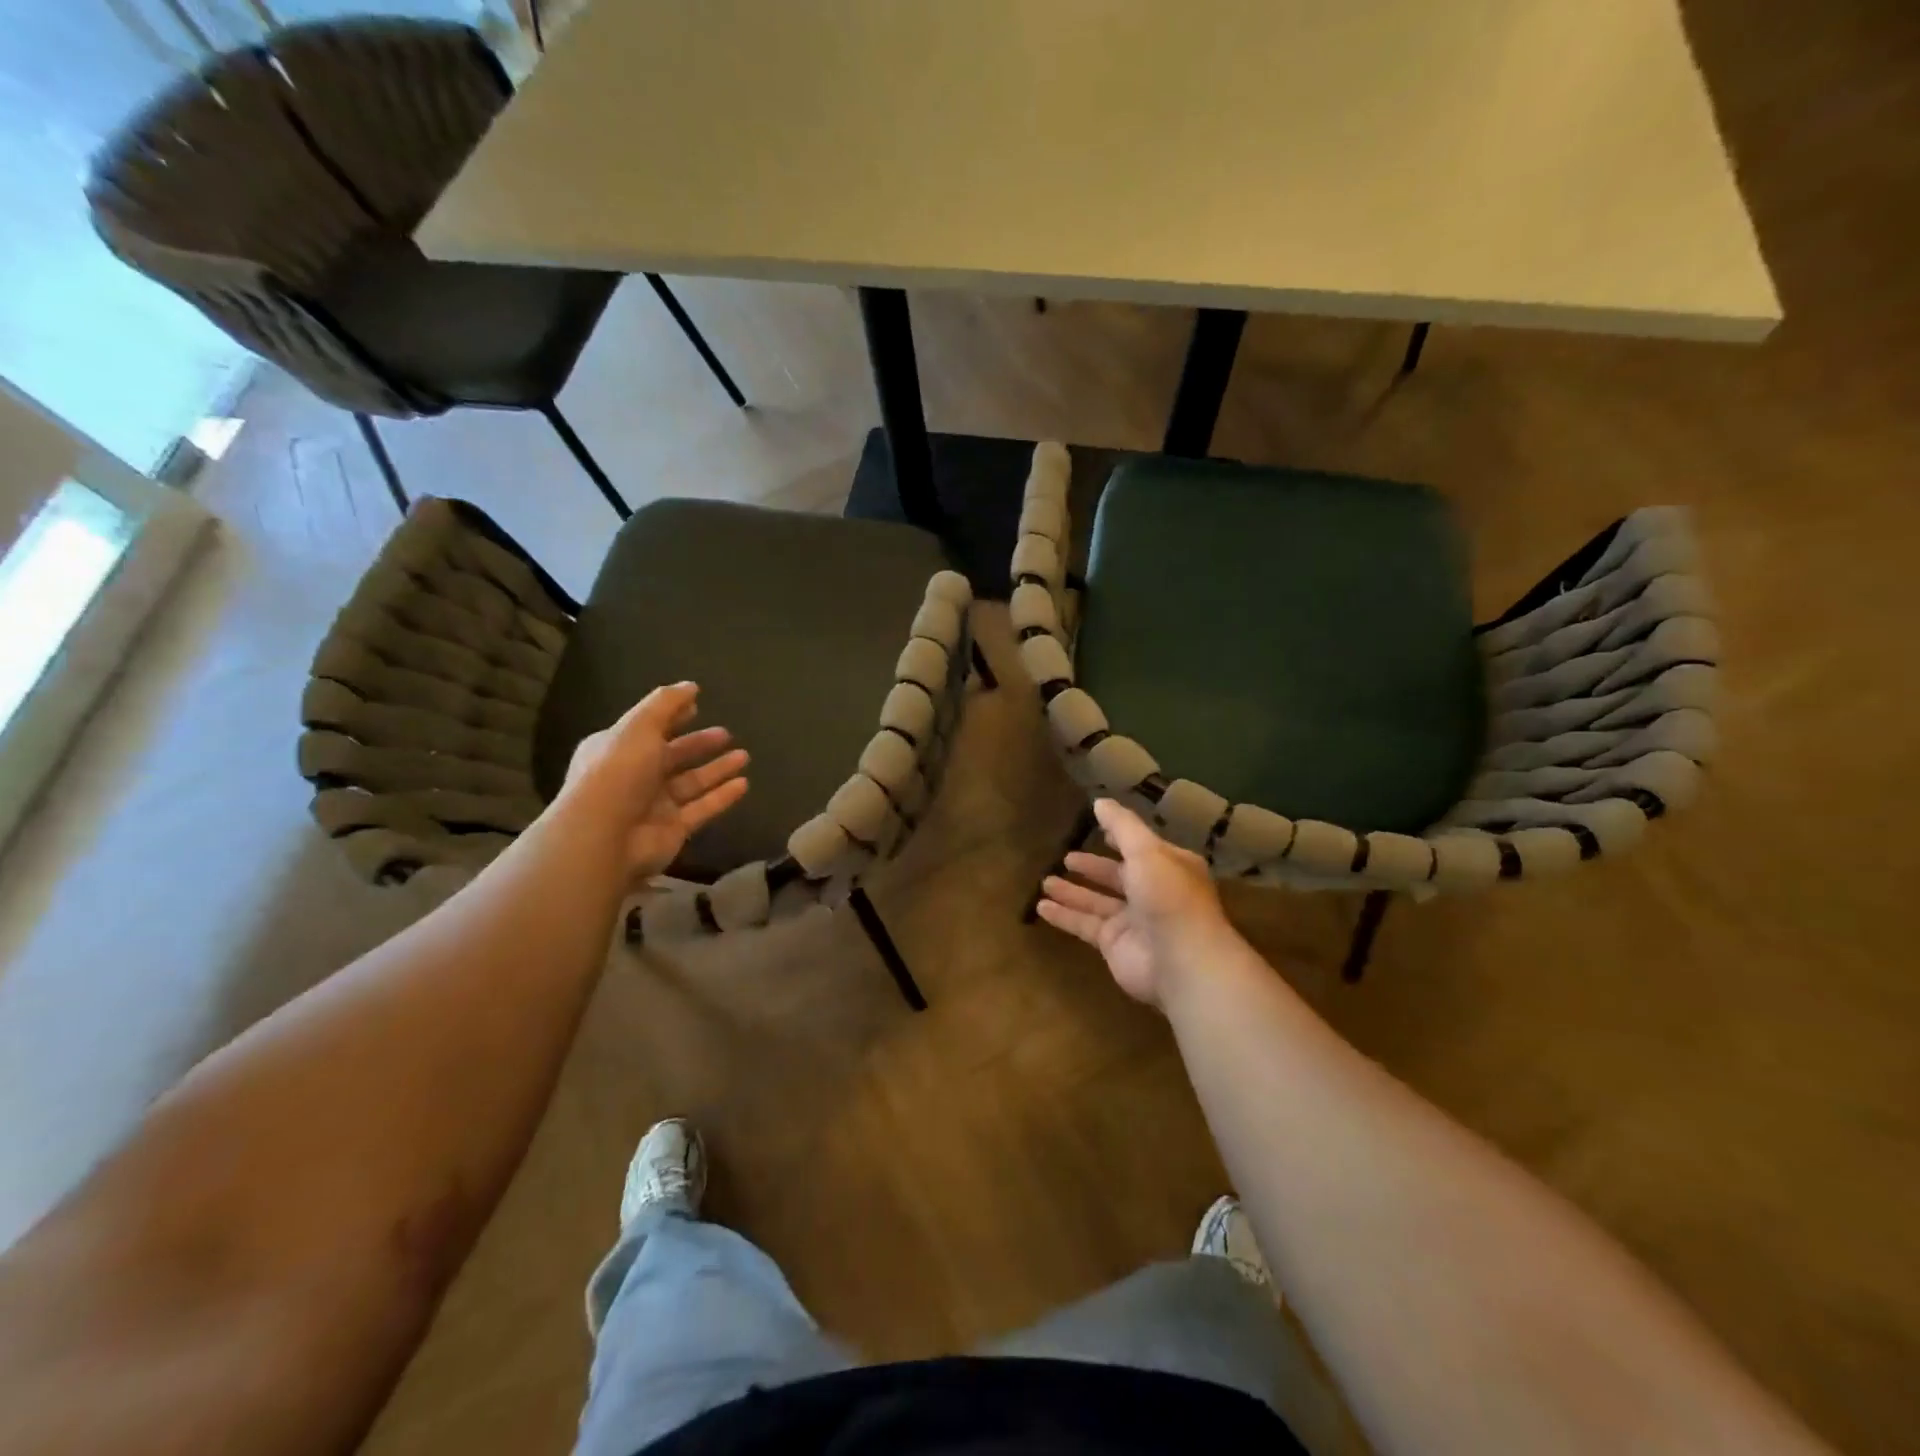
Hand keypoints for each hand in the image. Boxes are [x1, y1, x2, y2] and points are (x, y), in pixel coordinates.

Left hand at [559, 682, 748, 877]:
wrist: (605, 836)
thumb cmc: (618, 772)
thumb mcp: (639, 727)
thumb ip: (666, 704)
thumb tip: (691, 686)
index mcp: (618, 748)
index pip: (649, 728)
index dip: (672, 717)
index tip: (697, 706)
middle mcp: (635, 776)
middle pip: (673, 756)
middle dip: (699, 744)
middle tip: (726, 734)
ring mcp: (654, 805)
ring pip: (691, 783)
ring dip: (717, 769)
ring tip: (744, 756)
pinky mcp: (673, 829)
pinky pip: (702, 809)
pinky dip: (722, 796)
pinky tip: (743, 784)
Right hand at [1036, 798, 1232, 1006]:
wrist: (1181, 961)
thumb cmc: (1168, 896)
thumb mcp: (1146, 851)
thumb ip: (1122, 826)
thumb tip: (1100, 801)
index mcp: (1168, 866)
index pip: (1140, 847)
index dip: (1120, 837)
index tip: (1098, 827)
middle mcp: (1152, 892)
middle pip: (1116, 876)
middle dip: (1093, 867)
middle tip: (1066, 857)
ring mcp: (1133, 921)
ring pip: (1097, 901)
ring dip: (1073, 891)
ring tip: (1045, 881)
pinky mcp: (1114, 944)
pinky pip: (1084, 925)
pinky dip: (1064, 916)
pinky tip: (1041, 907)